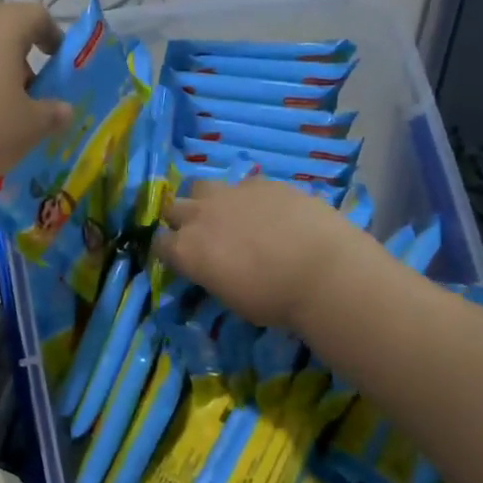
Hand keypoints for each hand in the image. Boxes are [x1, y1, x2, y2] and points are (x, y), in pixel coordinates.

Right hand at [155, 177, 385, 329]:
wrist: (323, 271)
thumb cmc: (274, 300)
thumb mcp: (230, 298)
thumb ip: (212, 275)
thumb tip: (213, 268)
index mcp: (186, 250)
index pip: (158, 243)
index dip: (168, 251)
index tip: (181, 259)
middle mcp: (199, 216)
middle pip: (173, 208)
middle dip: (181, 219)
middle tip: (201, 235)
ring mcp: (230, 193)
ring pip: (201, 186)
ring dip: (206, 199)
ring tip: (227, 213)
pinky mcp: (261, 183)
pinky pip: (243, 185)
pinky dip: (246, 197)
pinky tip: (267, 211)